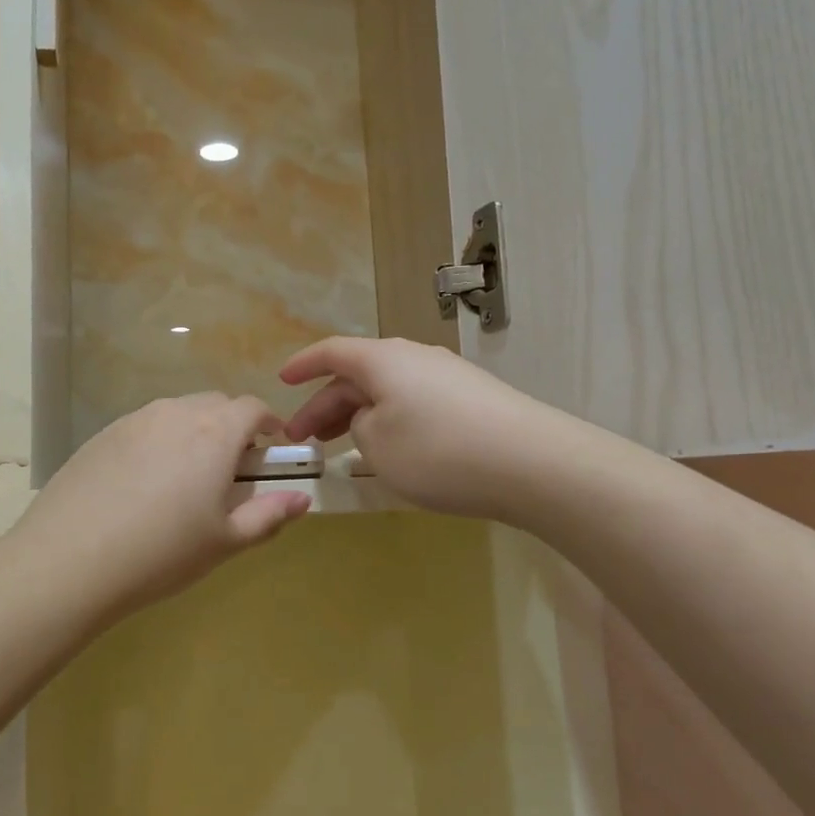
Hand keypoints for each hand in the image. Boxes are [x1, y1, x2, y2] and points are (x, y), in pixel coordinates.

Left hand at [10, 394, 311, 627]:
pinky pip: (144, 426)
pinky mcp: (102, 435)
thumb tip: (302, 500)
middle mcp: (176, 413)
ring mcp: (134, 420)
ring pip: (177, 413)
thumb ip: (269, 515)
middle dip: (232, 427)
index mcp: (215, 433)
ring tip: (186, 478)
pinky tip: (144, 484)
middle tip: (231, 469)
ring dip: (194, 432)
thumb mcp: (225, 541)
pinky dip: (158, 442)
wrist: (70, 559)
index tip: (273, 448)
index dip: (268, 424)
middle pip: (215, 405)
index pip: (252, 408)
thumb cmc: (162, 552)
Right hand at [282, 337, 553, 520]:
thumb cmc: (438, 451)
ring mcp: (447, 377)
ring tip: (340, 447)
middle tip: (303, 440)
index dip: (303, 366)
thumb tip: (370, 417)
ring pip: (387, 391)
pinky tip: (391, 451)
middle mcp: (414, 358)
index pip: (332, 352)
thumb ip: (358, 426)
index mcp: (383, 359)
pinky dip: (391, 423)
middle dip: (325, 405)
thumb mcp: (376, 445)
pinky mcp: (472, 400)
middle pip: (359, 375)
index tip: (282, 381)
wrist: (532, 463)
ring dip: (358, 416)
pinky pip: (415, 404)